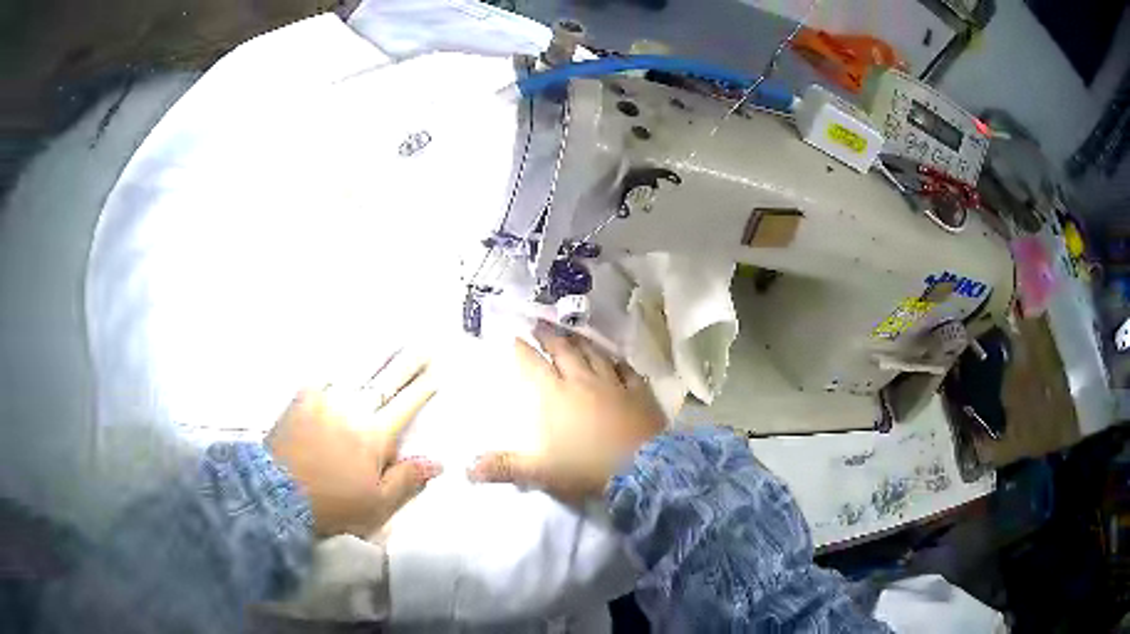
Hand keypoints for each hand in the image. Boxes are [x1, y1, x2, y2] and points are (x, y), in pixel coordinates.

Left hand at [267, 351, 439, 536]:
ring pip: (356, 370)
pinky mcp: (301, 398)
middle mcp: (352, 408)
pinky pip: (325, 375)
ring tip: (390, 342)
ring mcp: (324, 399)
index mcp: (374, 435)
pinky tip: (345, 359)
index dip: (423, 388)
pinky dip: (339, 366)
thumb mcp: (376, 504)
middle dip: (407, 362)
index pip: (406, 404)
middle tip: (423, 346)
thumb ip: (407, 480)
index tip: (437, 372)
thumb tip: (437, 461)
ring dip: (377, 357)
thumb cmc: (332, 504)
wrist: (276, 493)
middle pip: (386, 380)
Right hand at [470, 323, 665, 500]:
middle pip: (563, 351)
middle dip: (549, 336)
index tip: (515, 338)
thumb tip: (466, 469)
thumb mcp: (538, 471)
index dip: (523, 351)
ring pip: (594, 354)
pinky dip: (617, 362)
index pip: (533, 366)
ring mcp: (612, 383)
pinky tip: (615, 360)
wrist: (639, 468)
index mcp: (554, 396)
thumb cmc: (584, 467)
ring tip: (573, 333)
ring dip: (581, 342)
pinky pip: (626, 370)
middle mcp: (581, 381)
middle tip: (540, 323)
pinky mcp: (638, 392)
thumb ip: (503, 467)